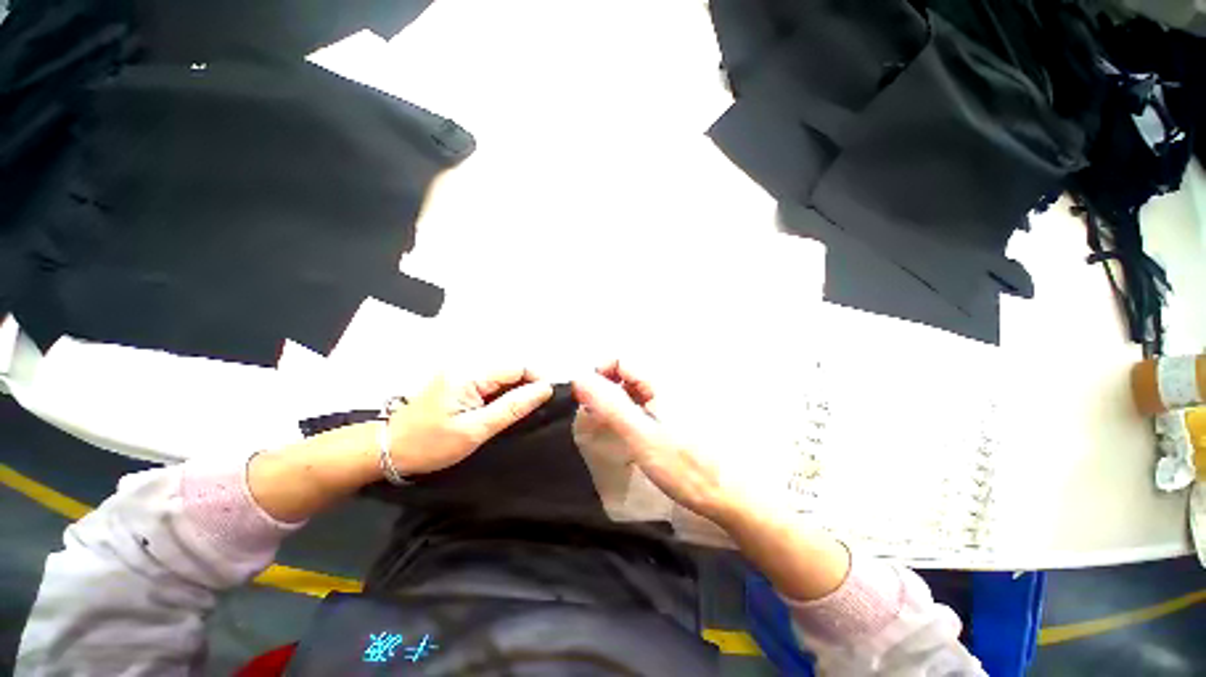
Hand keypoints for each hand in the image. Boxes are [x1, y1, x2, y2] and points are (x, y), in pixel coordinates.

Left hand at [387, 368, 553, 475]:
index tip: (549, 399)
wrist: (387, 450)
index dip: (537, 379)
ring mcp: (460, 373)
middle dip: (527, 386)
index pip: (517, 367)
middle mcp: (466, 366)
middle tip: (536, 411)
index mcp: (470, 374)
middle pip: (510, 370)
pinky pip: (489, 383)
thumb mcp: (475, 430)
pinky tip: (502, 411)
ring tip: (523, 413)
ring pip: (501, 377)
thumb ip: (512, 407)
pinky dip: (501, 395)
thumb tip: (545, 389)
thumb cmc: (431, 443)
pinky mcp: (457, 382)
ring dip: (515, 392)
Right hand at [571, 360, 744, 525]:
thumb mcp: (640, 435)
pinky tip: (630, 433)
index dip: (599, 374)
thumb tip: (580, 378)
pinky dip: (632, 412)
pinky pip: (647, 404)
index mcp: (661, 382)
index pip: (621, 360)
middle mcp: (669, 384)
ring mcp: (674, 400)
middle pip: (628, 373)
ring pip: (636, 389)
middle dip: (606, 389)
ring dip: (618, 402)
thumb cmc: (684, 466)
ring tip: (611, 427)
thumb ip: (610, 405)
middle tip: (596, 418)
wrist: (728, 495)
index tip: (587, 401)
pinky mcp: (677, 416)